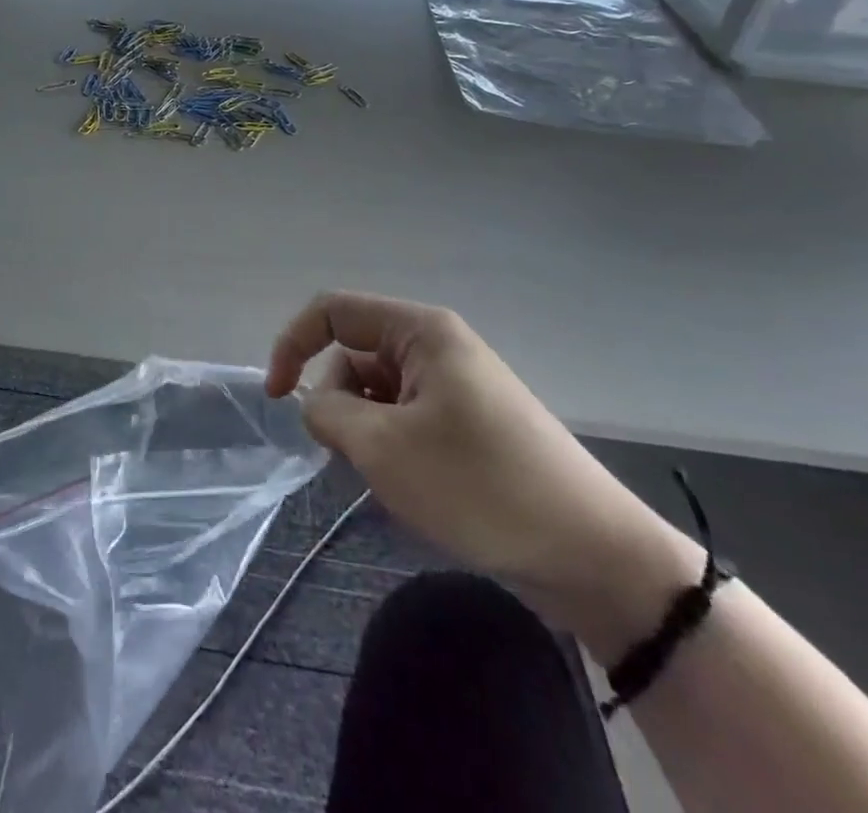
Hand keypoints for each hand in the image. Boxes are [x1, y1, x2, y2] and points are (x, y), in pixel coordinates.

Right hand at [267, 292, 700, 658]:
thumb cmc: (480, 486)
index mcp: (420, 330)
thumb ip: (327, 414)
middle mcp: (436, 346)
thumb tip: (315, 405)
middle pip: (353, 355)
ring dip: (366, 433)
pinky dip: (393, 449)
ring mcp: (455, 385)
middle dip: (338, 403)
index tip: (275, 399)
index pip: (332, 312)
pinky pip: (405, 419)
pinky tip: (417, 489)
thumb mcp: (384, 448)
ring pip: (376, 393)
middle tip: (357, 456)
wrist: (592, 554)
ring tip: (395, 479)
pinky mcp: (467, 423)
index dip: (292, 345)